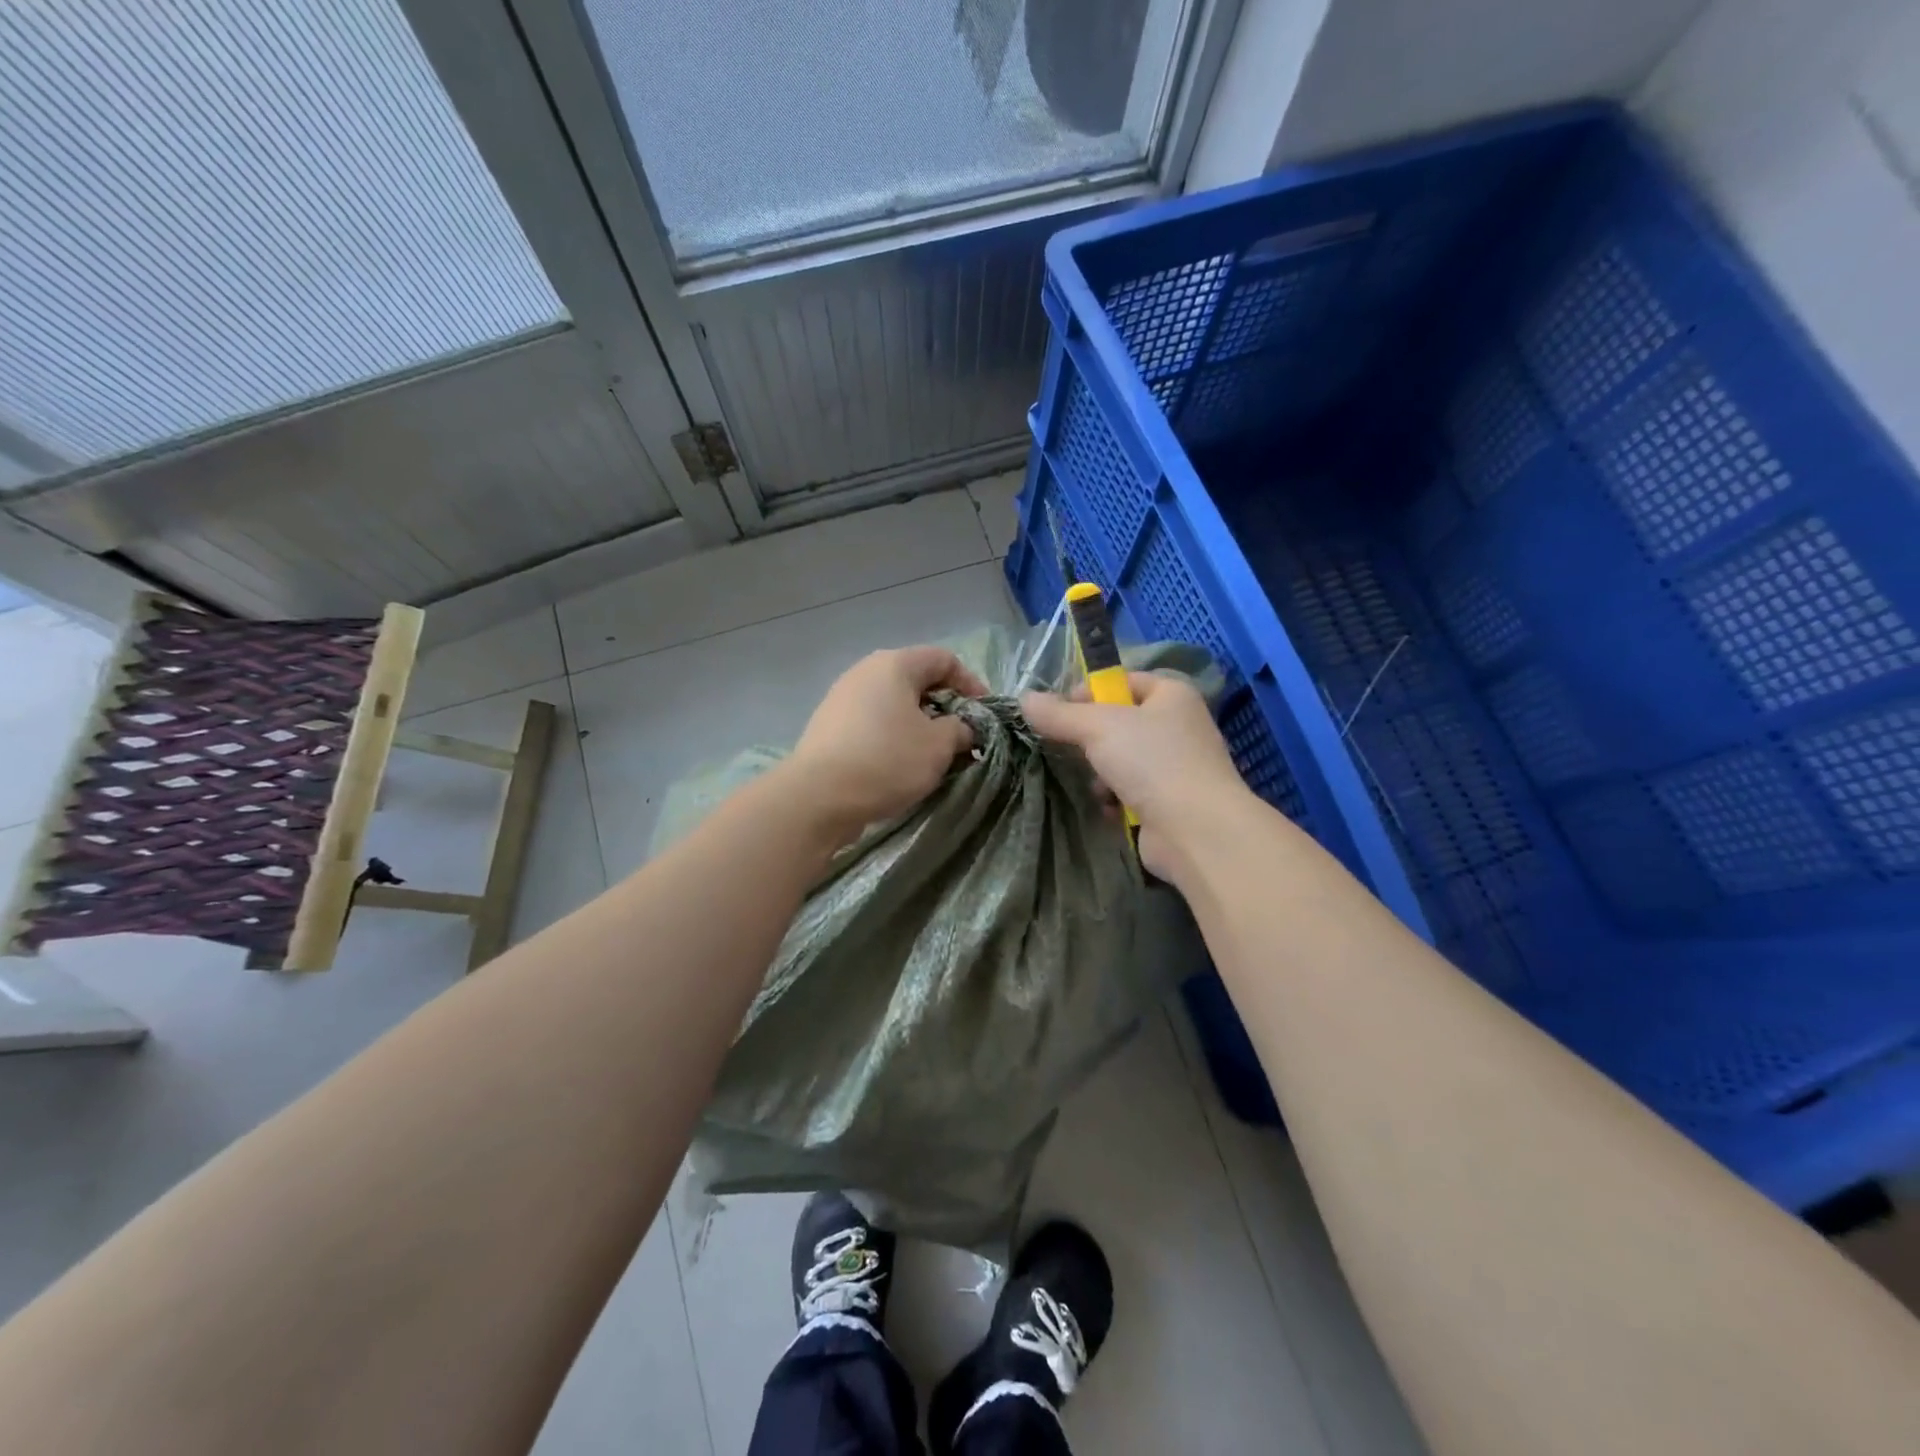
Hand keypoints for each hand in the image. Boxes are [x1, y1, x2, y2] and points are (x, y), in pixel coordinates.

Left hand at [785, 646, 987, 838]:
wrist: (818, 796)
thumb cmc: (887, 760)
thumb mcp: (939, 746)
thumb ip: (960, 729)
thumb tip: (961, 727)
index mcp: (894, 664)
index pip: (944, 659)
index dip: (971, 684)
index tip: (983, 716)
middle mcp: (865, 671)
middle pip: (916, 680)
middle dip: (945, 707)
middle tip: (961, 737)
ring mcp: (842, 698)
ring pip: (894, 703)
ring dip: (919, 725)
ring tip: (932, 755)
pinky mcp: (829, 726)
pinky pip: (873, 722)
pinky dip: (893, 736)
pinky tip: (899, 765)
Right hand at [1021, 672, 1252, 879]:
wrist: (1196, 830)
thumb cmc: (1151, 761)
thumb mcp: (1097, 727)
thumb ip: (1059, 714)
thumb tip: (1024, 699)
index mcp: (1172, 694)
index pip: (1122, 680)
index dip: (1088, 692)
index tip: (1058, 711)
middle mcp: (1179, 725)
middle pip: (1119, 722)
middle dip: (1091, 739)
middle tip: (1069, 750)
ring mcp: (1178, 766)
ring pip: (1122, 760)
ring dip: (1101, 773)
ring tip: (1096, 786)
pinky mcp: (1171, 802)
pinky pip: (1132, 792)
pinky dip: (1116, 799)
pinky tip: (1110, 809)